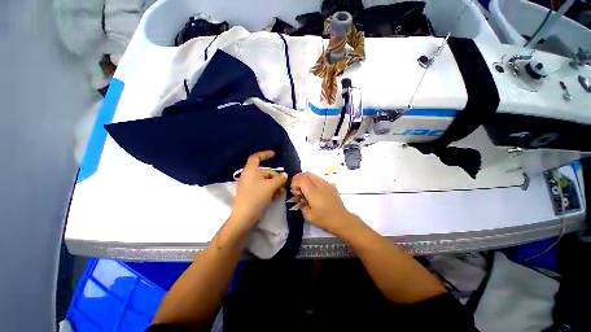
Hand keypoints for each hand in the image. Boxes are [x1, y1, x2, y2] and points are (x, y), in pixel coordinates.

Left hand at [230, 151, 287, 230]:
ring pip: (264, 181)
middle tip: (283, 183)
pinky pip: (261, 187)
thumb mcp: (270, 186)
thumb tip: (285, 175)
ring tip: (281, 192)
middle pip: (264, 172)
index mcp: (251, 170)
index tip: (274, 154)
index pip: (256, 157)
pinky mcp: (250, 193)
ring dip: (274, 185)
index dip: (265, 154)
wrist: (244, 216)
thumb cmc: (257, 197)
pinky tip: (276, 196)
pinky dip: (269, 190)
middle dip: (275, 177)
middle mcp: (249, 176)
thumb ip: (279, 179)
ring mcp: (249, 185)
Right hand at [291, 172, 358, 237]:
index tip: (295, 193)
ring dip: (306, 180)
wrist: (342, 220)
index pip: (301, 179)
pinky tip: (314, 192)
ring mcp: (327, 184)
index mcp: (314, 192)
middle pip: (306, 174)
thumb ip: (301, 205)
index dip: (294, 183)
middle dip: (299, 179)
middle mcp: (320, 185)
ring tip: (305, 191)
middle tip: (298, 190)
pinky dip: (313, 182)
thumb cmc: (324, 219)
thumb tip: (300, 199)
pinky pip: (319, 179)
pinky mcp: (331, 186)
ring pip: (313, 175)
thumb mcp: (308, 216)